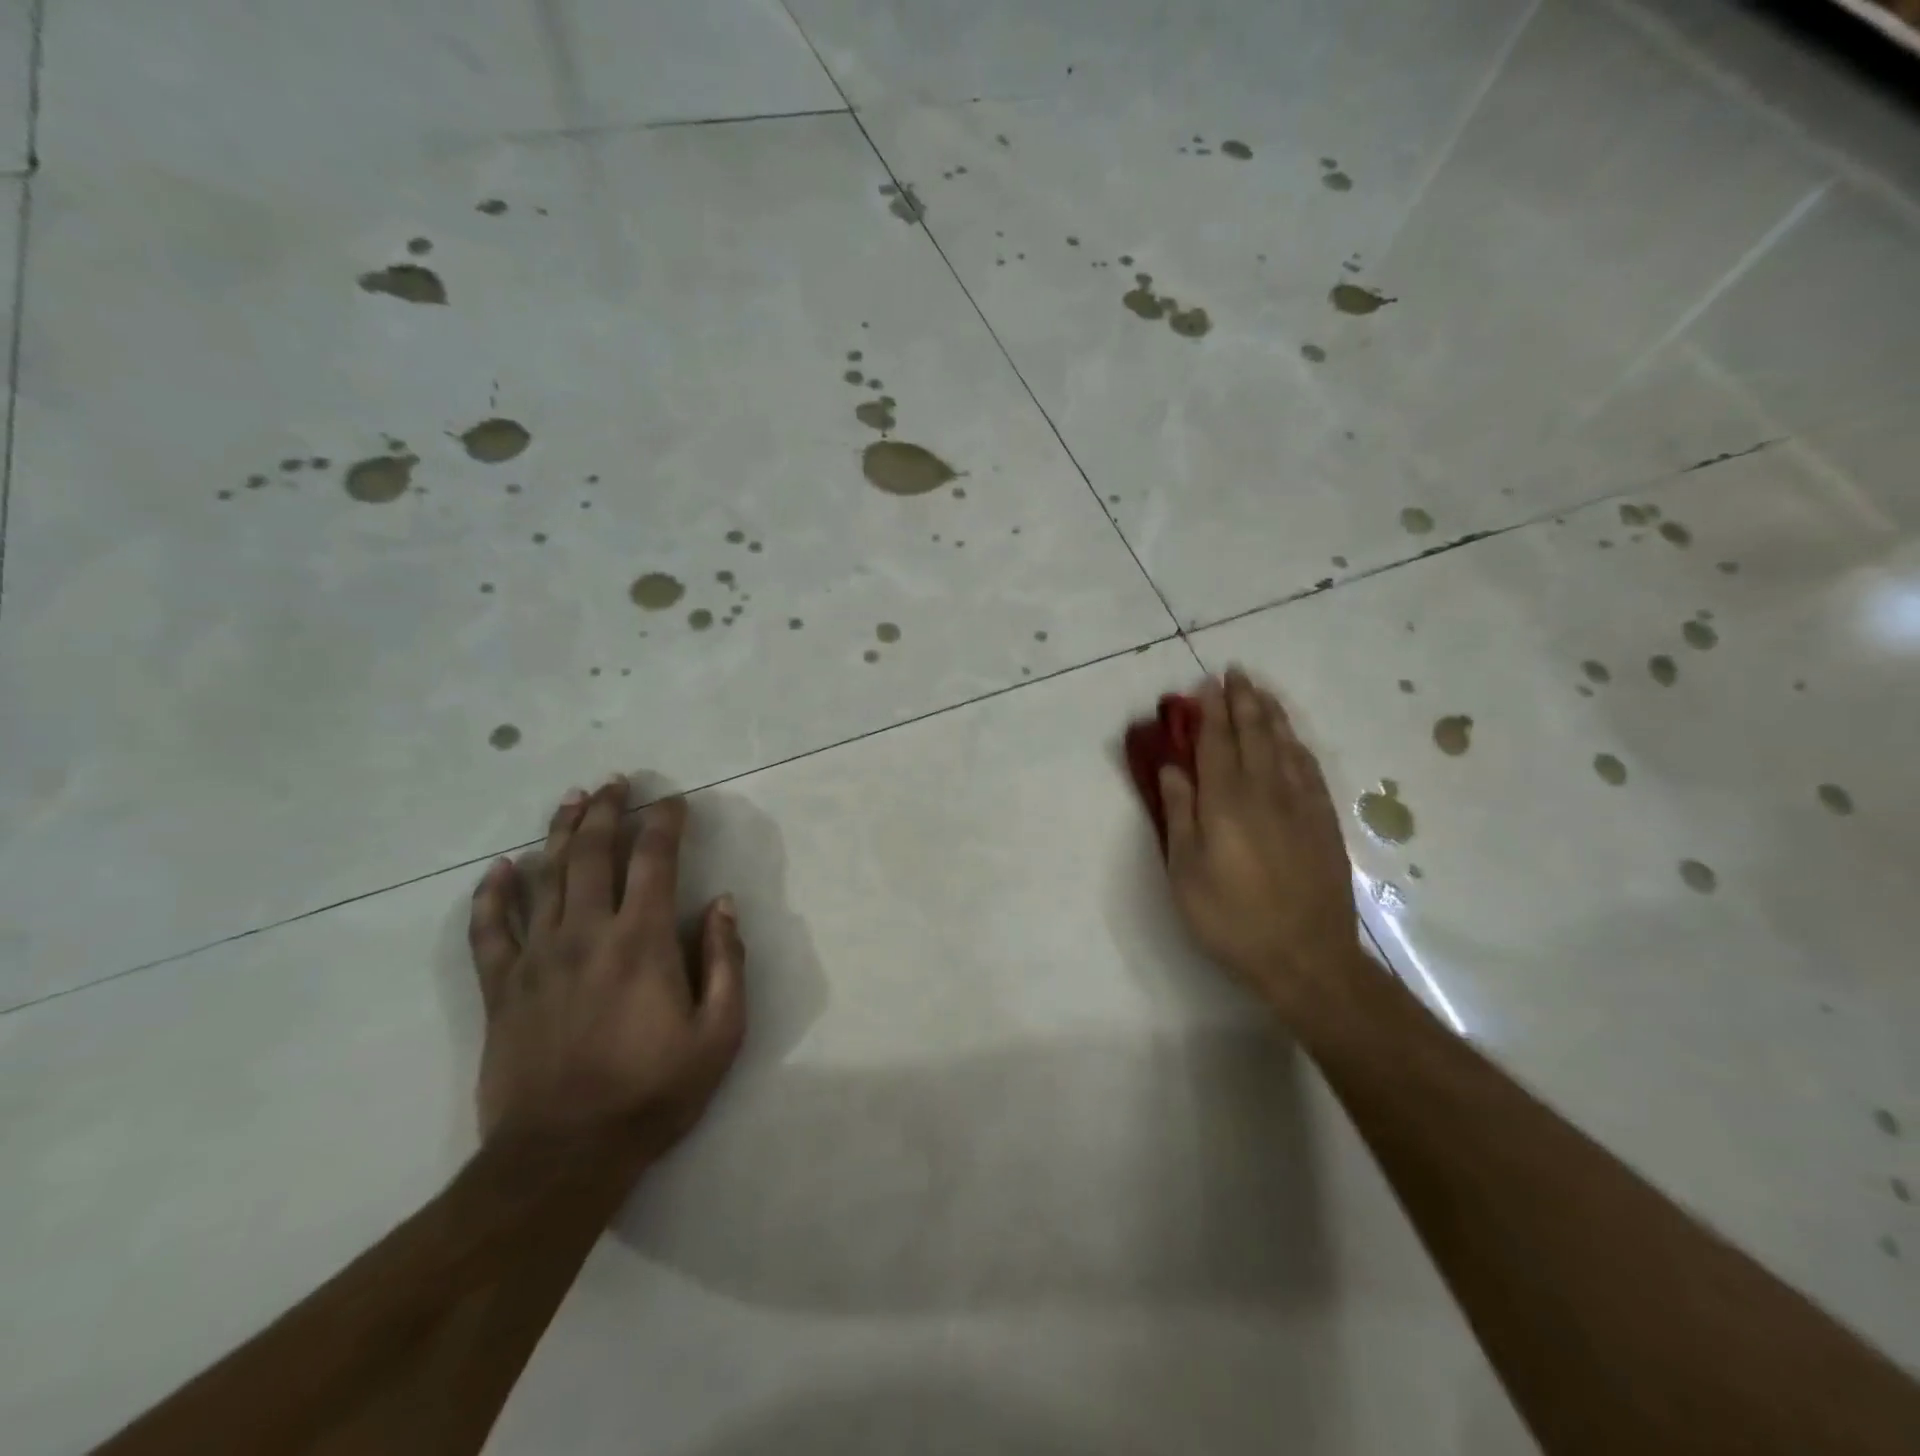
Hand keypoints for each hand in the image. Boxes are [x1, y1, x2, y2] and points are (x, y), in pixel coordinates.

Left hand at [467, 777, 745, 1152]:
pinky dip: (492, 895)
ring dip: (560, 833)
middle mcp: (587, 933)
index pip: (655, 860)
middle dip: (607, 810)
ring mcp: (537, 958)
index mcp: (642, 941)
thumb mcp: (720, 1033)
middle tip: (615, 782)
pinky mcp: (501, 988)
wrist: (562, 1157)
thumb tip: (724, 904)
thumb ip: (727, 962)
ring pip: (545, 877)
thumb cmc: (652, 1092)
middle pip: (594, 853)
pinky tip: (499, 868)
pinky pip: (490, 930)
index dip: (665, 822)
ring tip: (572, 800)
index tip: (674, 801)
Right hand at [1159, 670, 1362, 1010]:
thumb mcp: (1186, 871)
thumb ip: (1179, 814)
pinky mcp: (1323, 822)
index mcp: (1226, 801)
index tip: (1205, 685)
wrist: (1306, 957)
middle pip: (1254, 735)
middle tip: (1236, 674)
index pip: (1216, 743)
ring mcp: (1301, 805)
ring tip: (1261, 692)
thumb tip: (1173, 768)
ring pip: (1286, 746)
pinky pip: (1310, 769)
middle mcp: (1266, 791)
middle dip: (1243, 701)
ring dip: (1271, 715)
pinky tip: (1293, 739)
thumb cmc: (1231, 917)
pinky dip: (1297, 746)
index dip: (1210, 712)